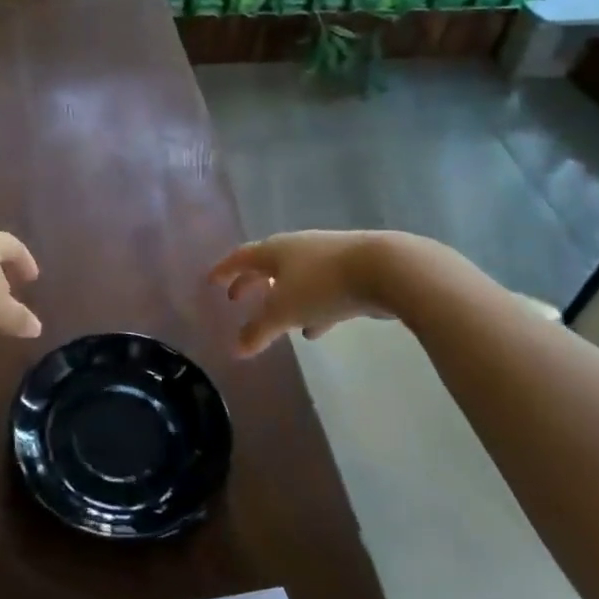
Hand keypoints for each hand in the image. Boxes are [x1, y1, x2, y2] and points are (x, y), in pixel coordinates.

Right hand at [208, 231, 402, 356]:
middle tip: (235, 299)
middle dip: (251, 283)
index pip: (241, 257)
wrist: (387, 269)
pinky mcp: (353, 271)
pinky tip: (316, 328)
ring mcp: (327, 257)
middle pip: (267, 265)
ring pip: (296, 278)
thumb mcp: (285, 311)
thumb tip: (237, 349)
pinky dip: (312, 308)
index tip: (210, 281)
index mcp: (275, 250)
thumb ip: (259, 331)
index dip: (224, 270)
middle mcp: (298, 248)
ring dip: (282, 297)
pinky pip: (322, 290)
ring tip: (276, 320)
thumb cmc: (323, 285)